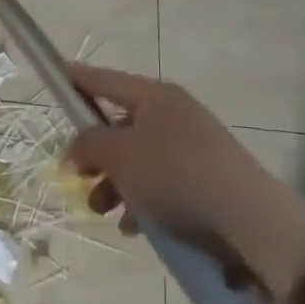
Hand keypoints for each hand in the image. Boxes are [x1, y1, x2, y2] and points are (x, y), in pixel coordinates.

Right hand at [67, 64, 304, 302]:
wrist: (251, 221)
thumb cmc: (175, 176)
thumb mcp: (119, 156)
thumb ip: (89, 144)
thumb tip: (78, 146)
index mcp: (155, 97)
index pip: (104, 79)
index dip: (76, 79)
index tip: (53, 76)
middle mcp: (174, 114)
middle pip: (119, 125)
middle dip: (94, 154)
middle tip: (77, 175)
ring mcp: (193, 147)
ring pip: (138, 159)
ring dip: (115, 184)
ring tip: (103, 210)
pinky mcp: (206, 179)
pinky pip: (161, 183)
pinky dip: (142, 201)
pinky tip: (134, 227)